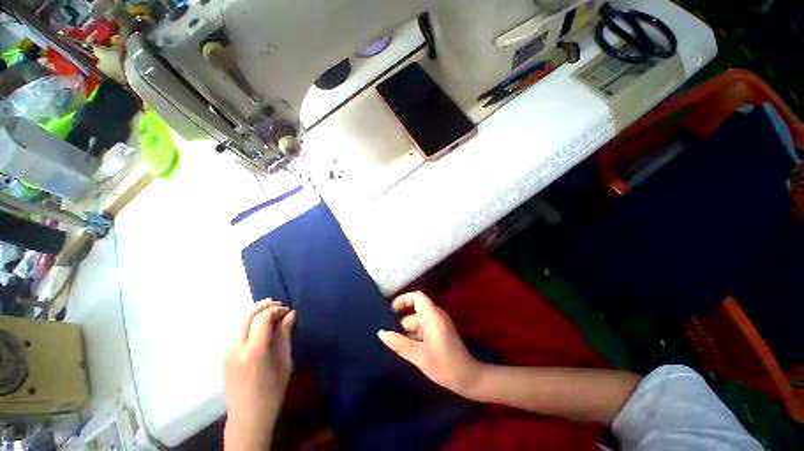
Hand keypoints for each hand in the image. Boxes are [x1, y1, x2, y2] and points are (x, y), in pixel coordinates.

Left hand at [223, 300, 295, 450]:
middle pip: (247, 315)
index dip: (276, 310)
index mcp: (254, 351)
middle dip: (263, 306)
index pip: (262, 318)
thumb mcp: (285, 362)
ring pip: (238, 321)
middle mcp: (236, 348)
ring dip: (254, 313)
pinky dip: (247, 322)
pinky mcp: (224, 356)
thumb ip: (285, 335)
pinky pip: (234, 330)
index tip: (288, 311)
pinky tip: (257, 326)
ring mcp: (227, 352)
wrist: (247, 417)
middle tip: (279, 305)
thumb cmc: (272, 391)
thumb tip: (291, 314)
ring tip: (269, 313)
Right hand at [377, 291, 482, 396]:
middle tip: (393, 338)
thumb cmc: (445, 366)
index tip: (391, 311)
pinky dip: (416, 335)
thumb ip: (399, 343)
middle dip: (404, 323)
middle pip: (415, 311)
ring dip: (409, 331)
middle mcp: (436, 316)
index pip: (417, 297)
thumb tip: (381, 333)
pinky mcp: (440, 332)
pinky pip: (424, 327)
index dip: (403, 299)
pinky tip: (412, 350)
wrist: (469, 379)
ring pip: (418, 321)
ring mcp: (439, 324)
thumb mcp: (419, 356)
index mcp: (433, 316)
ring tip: (402, 347)